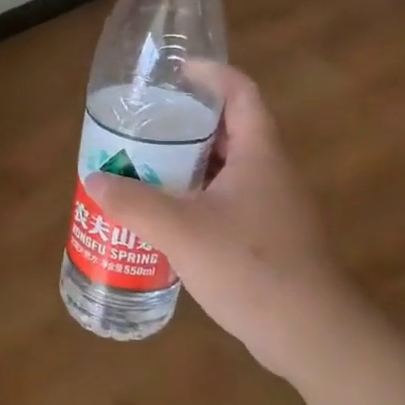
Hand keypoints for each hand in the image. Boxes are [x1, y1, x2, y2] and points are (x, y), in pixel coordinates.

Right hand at [83, 63, 350, 372]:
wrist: (309, 332)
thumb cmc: (249, 267)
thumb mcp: (180, 231)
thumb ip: (134, 203)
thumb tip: (95, 180)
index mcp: (259, 154)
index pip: (241, 93)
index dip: (212, 74)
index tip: (177, 73)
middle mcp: (272, 172)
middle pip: (230, 130)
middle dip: (188, 124)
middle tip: (146, 127)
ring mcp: (275, 206)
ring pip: (228, 169)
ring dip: (190, 164)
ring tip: (147, 168)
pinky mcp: (270, 237)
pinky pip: (229, 200)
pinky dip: (198, 197)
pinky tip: (169, 218)